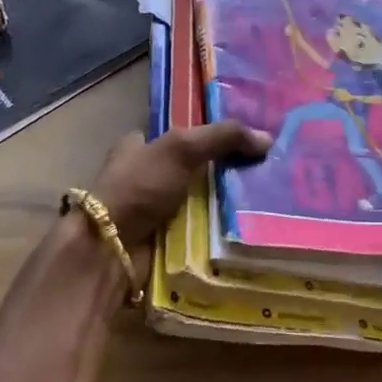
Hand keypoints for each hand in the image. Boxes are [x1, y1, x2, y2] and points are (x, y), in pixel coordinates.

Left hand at [89, 121, 270, 251]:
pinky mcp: (165, 240)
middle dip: (225, 171)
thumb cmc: (139, 187)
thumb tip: (267, 139)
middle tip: (267, 169)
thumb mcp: (181, 148)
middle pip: (195, 168)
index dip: (209, 132)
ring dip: (227, 204)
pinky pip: (201, 231)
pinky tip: (253, 227)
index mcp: (139, 147)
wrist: (111, 249)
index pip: (179, 133)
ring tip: (270, 199)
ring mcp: (156, 211)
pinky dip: (221, 232)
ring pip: (201, 202)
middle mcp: (146, 177)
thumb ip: (222, 137)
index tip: (247, 136)